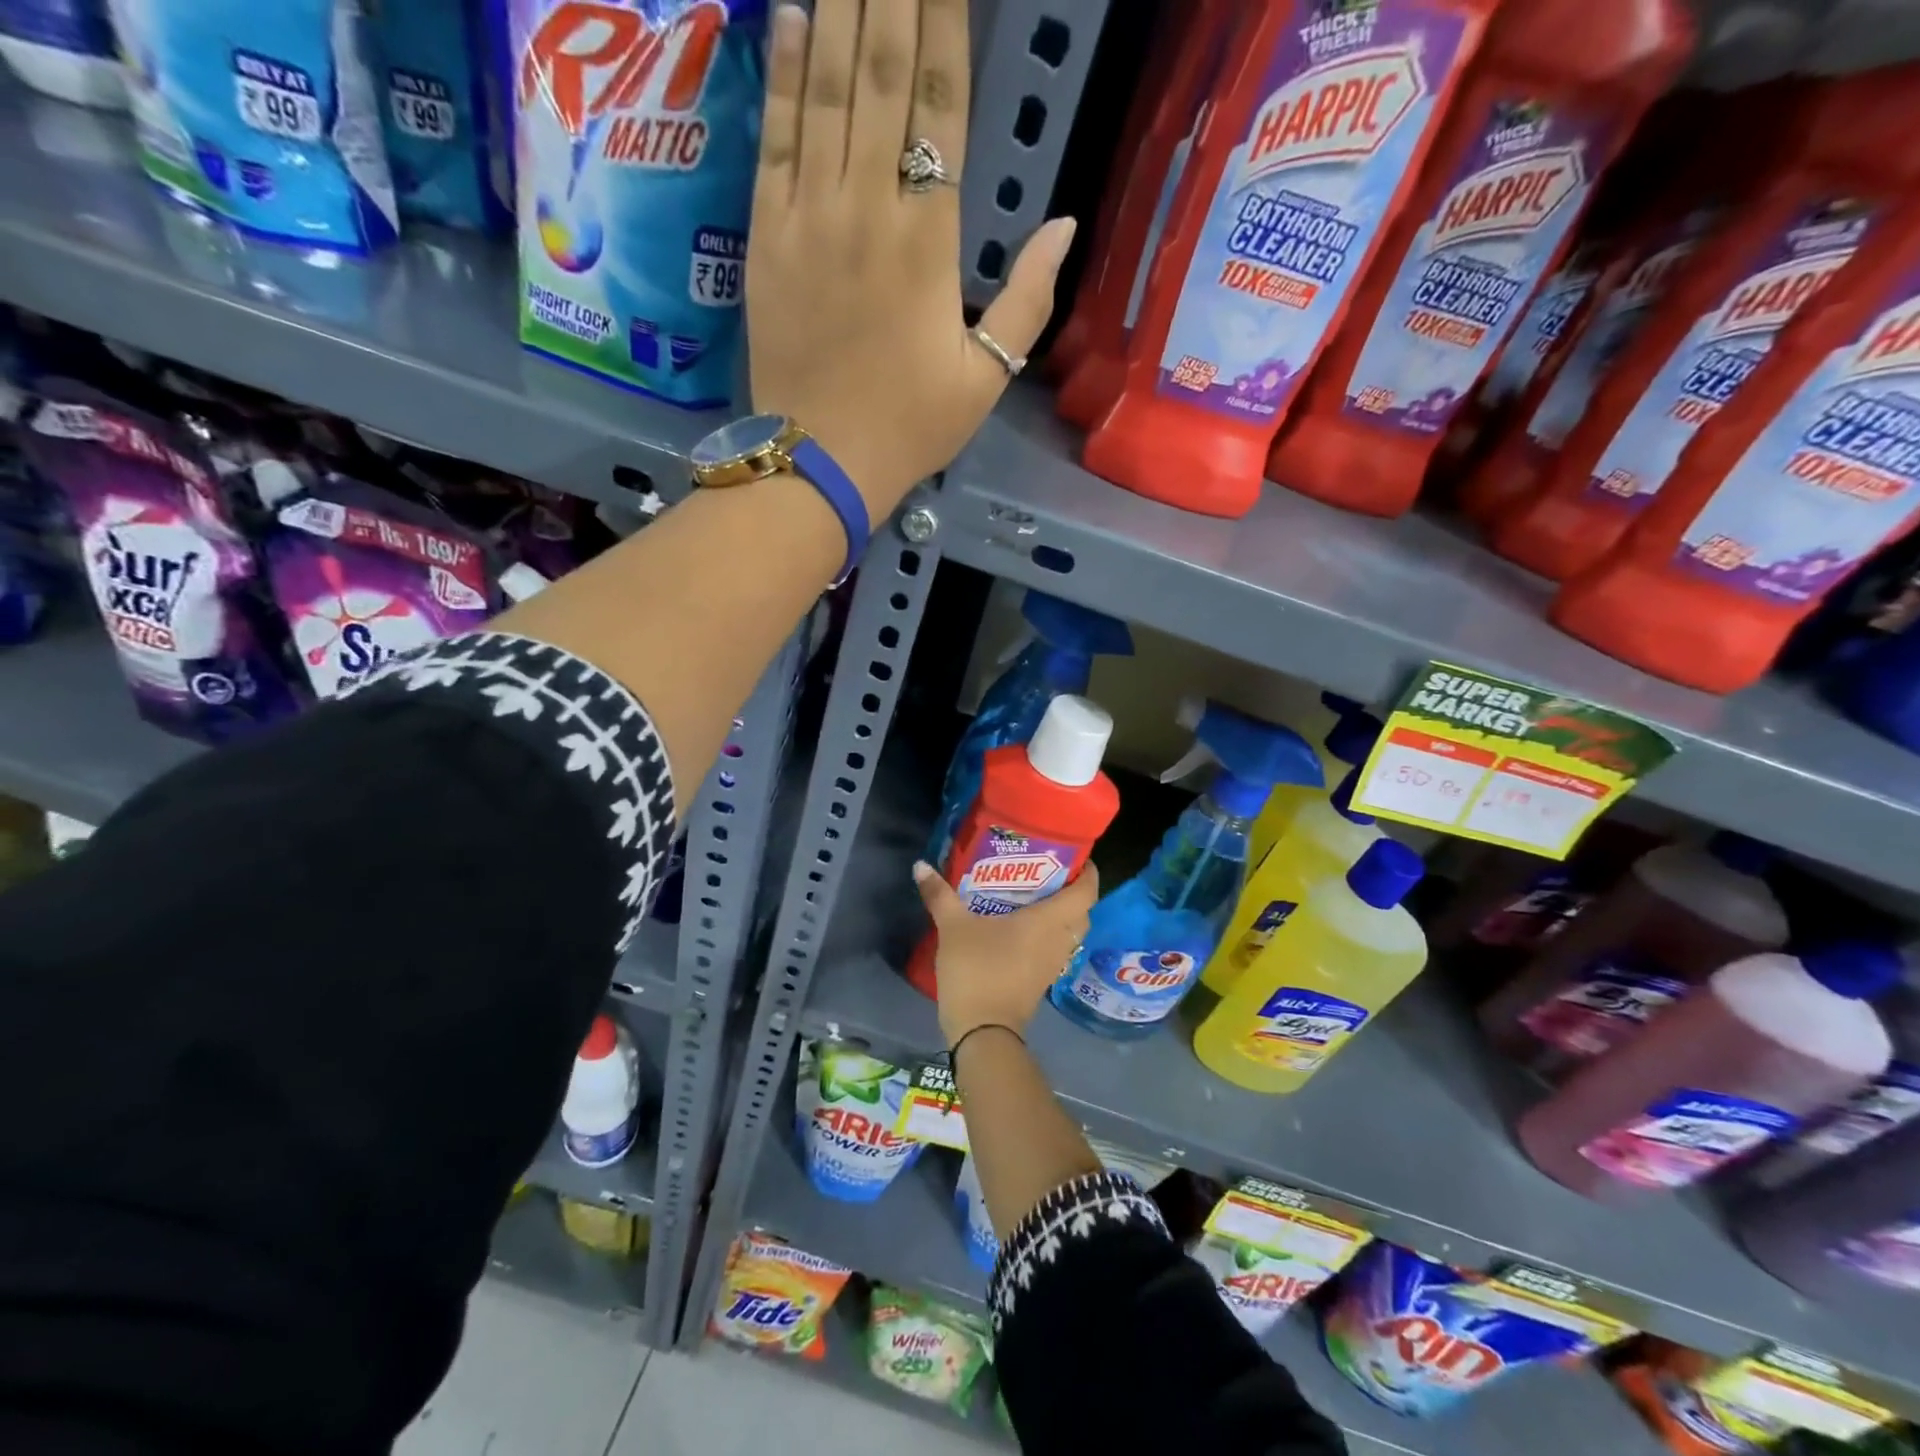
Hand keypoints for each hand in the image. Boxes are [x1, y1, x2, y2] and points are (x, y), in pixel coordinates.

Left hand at [747, 0, 1077, 517]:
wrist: (821, 460)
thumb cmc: (909, 426)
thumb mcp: (985, 379)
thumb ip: (1027, 301)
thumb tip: (1064, 226)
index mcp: (929, 241)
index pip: (941, 107)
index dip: (946, 21)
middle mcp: (868, 208)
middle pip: (883, 74)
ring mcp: (810, 217)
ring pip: (828, 89)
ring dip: (842, 9)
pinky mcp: (765, 236)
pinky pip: (775, 138)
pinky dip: (785, 73)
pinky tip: (795, 15)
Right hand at [913, 860, 1098, 1046]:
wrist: (982, 1032)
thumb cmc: (977, 970)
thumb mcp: (953, 927)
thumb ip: (939, 895)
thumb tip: (920, 865)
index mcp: (1049, 921)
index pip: (1086, 892)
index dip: (1087, 872)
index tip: (1075, 856)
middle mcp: (1059, 940)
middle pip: (1081, 912)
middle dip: (1072, 891)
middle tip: (1048, 872)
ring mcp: (1052, 963)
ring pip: (1069, 932)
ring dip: (1060, 915)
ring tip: (1034, 895)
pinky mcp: (1041, 980)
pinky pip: (1054, 948)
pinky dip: (1047, 935)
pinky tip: (1021, 927)